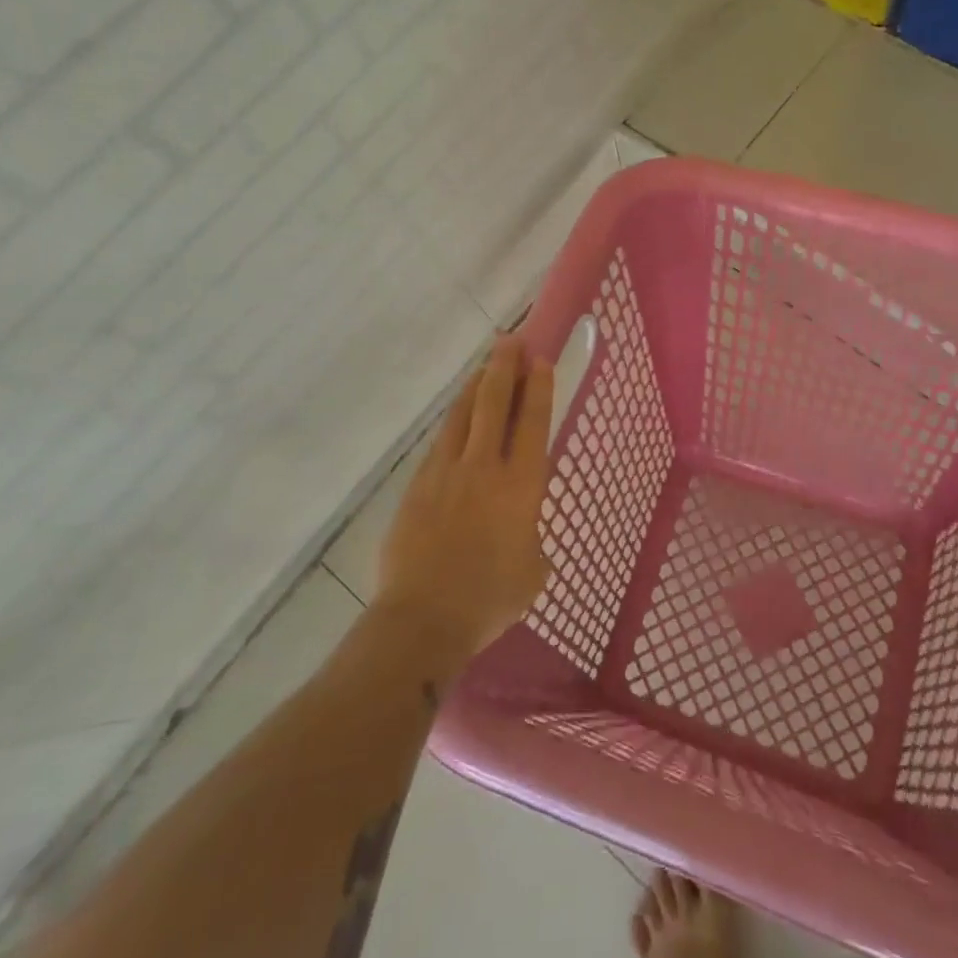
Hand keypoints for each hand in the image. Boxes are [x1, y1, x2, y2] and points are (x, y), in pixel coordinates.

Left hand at [375, 334, 553, 658]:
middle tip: (511, 340)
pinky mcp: (418, 484)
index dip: (538, 388)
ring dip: (477, 385)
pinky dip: (455, 419)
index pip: (533, 423)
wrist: (424, 617)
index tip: (539, 359)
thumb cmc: (489, 599)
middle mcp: (484, 467)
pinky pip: (441, 440)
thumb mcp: (533, 570)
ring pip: (463, 414)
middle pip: (495, 403)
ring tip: (486, 365)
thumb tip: (521, 532)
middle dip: (505, 368)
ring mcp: (447, 471)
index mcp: (521, 486)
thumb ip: (532, 538)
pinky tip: (458, 414)